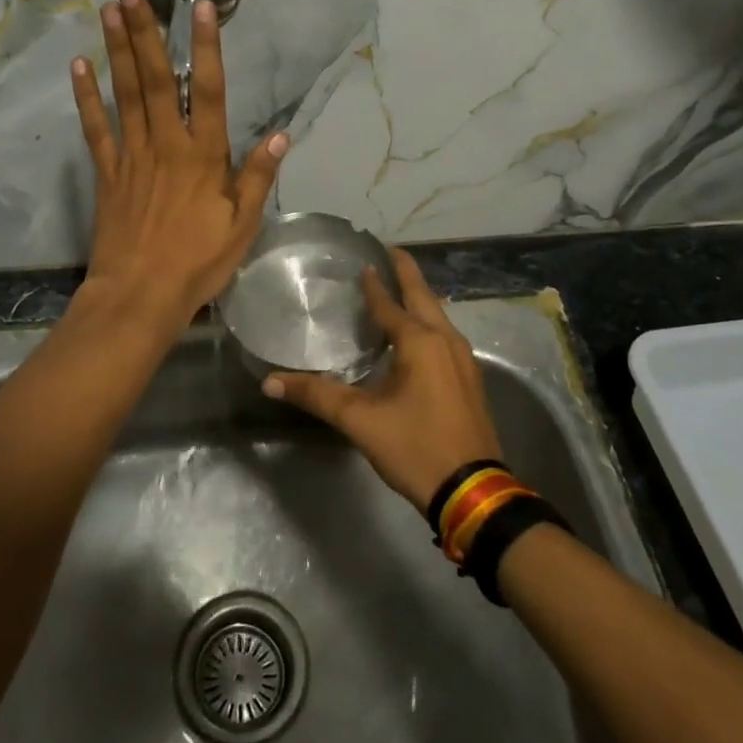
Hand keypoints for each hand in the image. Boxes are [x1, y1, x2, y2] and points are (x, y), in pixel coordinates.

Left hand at [70, 0, 288, 329]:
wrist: (139, 295)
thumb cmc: (197, 262)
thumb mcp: (242, 225)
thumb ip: (257, 177)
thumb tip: (282, 135)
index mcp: (203, 156)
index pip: (209, 92)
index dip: (206, 47)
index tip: (199, 7)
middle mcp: (166, 145)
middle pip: (157, 80)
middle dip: (145, 32)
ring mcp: (132, 156)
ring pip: (125, 94)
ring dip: (117, 50)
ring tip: (109, 9)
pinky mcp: (107, 173)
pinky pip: (95, 128)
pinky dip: (87, 97)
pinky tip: (79, 66)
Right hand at [262, 249, 502, 507]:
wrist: (472, 490)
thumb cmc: (415, 447)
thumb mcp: (360, 421)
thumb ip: (316, 396)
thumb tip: (270, 382)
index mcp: (419, 342)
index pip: (389, 304)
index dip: (374, 284)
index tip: (364, 262)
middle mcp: (445, 340)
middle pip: (423, 296)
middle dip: (406, 273)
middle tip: (389, 252)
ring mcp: (463, 359)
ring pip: (438, 316)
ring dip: (419, 298)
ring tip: (400, 289)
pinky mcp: (469, 379)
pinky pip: (445, 336)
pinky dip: (429, 323)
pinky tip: (418, 335)